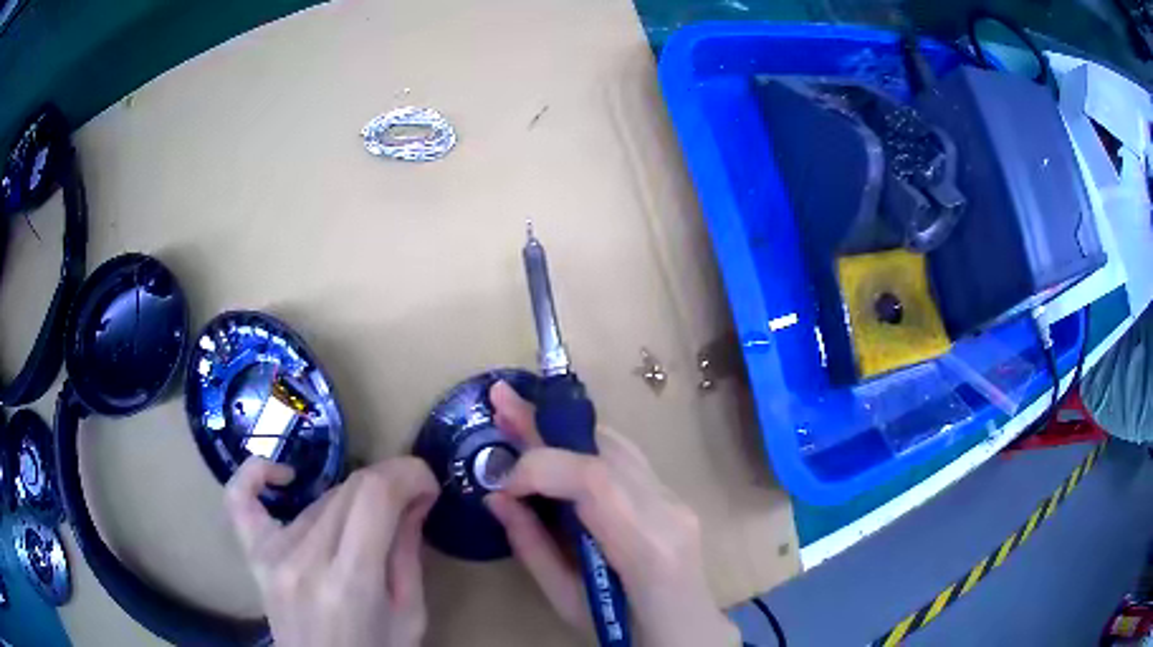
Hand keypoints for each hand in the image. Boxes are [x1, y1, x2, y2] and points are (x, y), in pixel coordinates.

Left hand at [225, 456, 437, 646]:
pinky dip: (256, 473)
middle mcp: (304, 560)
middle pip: (348, 490)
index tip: (427, 485)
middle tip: (409, 502)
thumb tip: (415, 497)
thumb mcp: (409, 616)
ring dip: (353, 498)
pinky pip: (239, 498)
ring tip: (369, 522)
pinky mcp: (253, 555)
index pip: (374, 495)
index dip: (407, 474)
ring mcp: (272, 556)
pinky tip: (285, 476)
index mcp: (349, 582)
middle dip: (389, 483)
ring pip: (318, 499)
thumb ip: (408, 555)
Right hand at [483, 382, 739, 646]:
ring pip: (616, 444)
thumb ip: (533, 548)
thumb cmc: (627, 633)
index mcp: (647, 549)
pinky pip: (625, 458)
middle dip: (547, 424)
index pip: (595, 480)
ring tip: (521, 413)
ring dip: (564, 428)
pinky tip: (557, 442)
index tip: (503, 482)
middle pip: (606, 449)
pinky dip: (584, 446)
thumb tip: (497, 497)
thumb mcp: (569, 602)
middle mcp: (668, 511)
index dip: (541, 466)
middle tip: (501, 401)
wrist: (688, 633)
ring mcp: (675, 499)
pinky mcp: (672, 495)